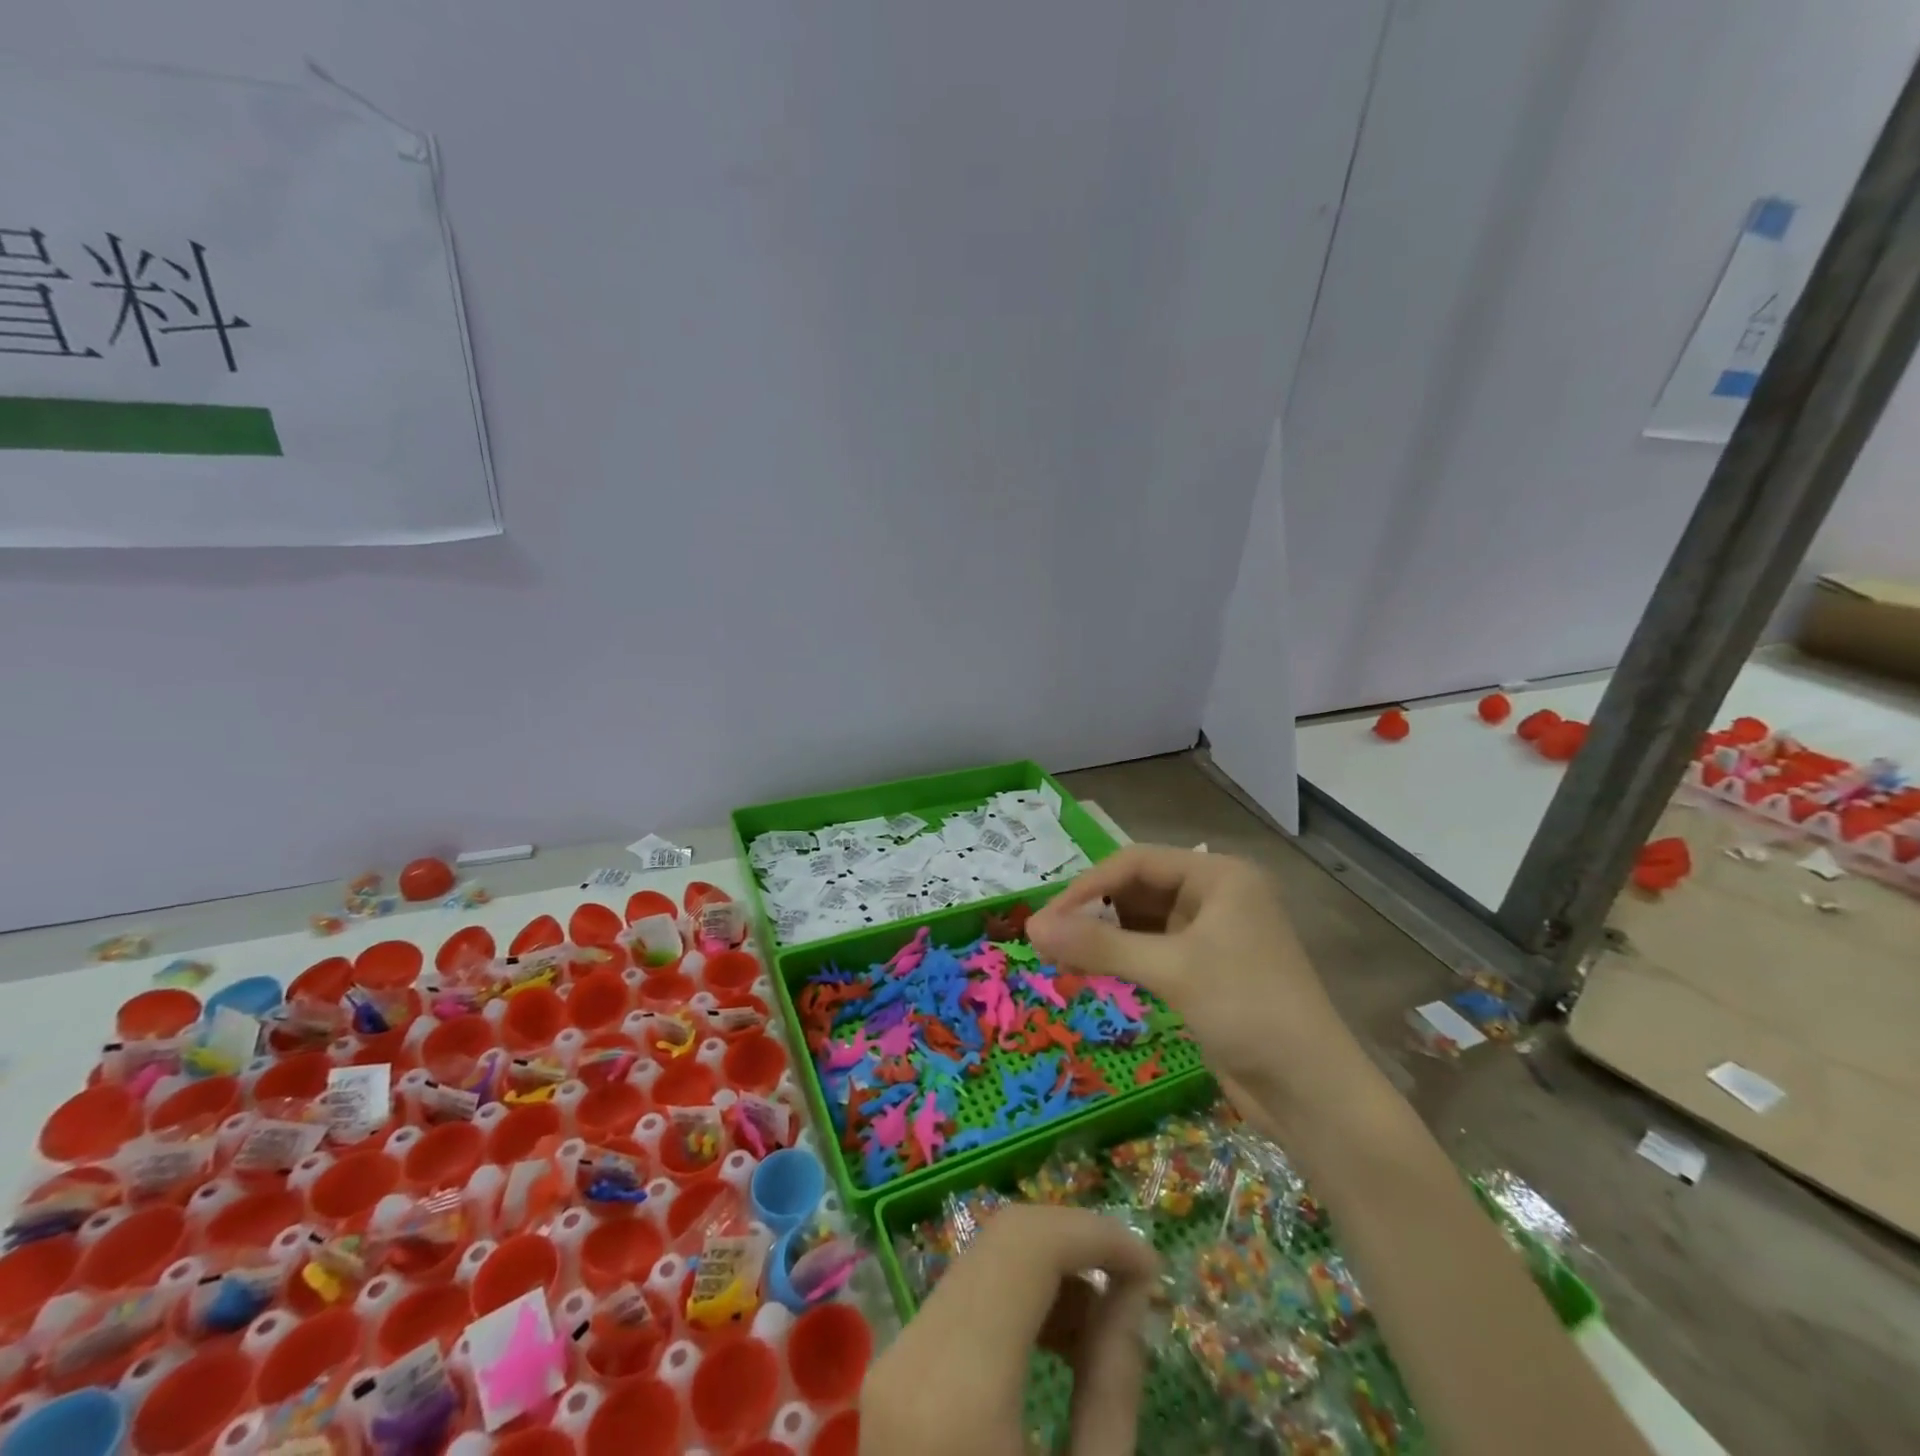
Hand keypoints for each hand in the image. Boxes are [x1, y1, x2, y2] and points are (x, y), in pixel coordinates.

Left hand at [861, 1204, 1159, 1455]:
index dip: (1096, 1235)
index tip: (1154, 1266)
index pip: (1027, 1247)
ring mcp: (895, 1357)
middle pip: (1002, 1240)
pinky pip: (964, 1297)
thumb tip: (1133, 1293)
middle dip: (1076, 1245)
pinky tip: (1057, 1342)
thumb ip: (1112, 1386)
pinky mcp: (895, 1370)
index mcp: (957, 1388)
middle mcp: (913, 1350)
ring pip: (982, 1261)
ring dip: (1049, 1270)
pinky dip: (1017, 1297)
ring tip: (1105, 1324)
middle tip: (1136, 1289)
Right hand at [1027, 845, 1367, 1137]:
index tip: (1046, 918)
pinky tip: (1093, 971)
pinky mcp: (1205, 970)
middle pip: (1138, 888)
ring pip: (1141, 920)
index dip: (1087, 885)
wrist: (1314, 1094)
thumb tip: (1031, 928)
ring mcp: (1212, 934)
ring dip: (1104, 935)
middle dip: (1094, 910)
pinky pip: (1151, 949)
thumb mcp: (1171, 970)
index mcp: (1219, 876)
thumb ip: (1098, 945)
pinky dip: (1121, 957)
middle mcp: (1216, 896)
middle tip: (1048, 939)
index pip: (1136, 862)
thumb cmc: (1248, 1011)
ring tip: (1063, 957)